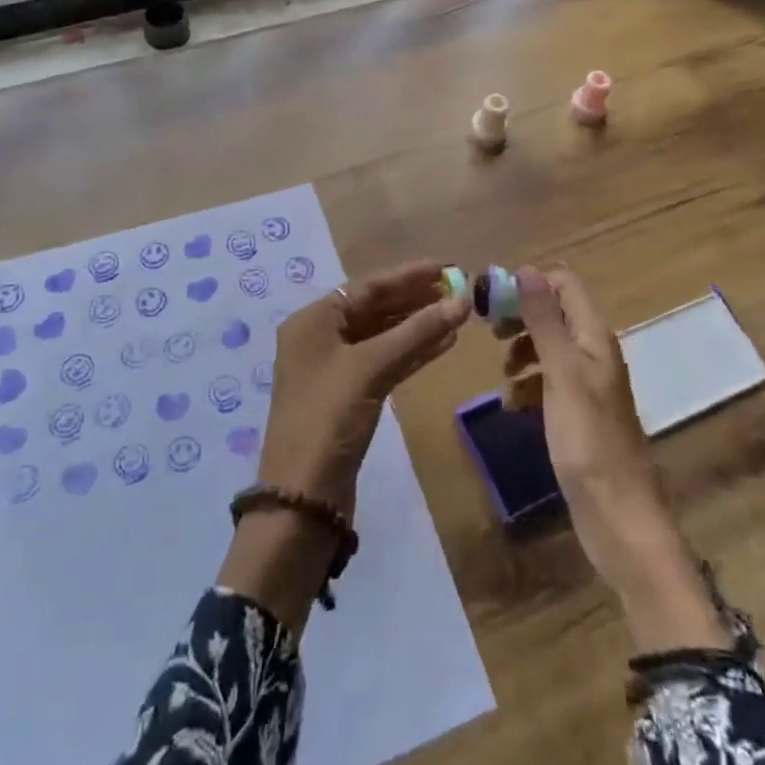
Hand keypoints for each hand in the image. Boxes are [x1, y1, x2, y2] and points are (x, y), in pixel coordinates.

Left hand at [259, 260, 470, 513]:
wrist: (303, 496)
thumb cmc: (328, 418)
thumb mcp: (371, 368)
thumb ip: (416, 332)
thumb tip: (462, 302)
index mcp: (313, 320)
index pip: (367, 286)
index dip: (408, 276)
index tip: (446, 267)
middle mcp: (320, 337)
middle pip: (375, 308)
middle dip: (415, 299)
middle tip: (458, 290)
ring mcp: (334, 368)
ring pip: (383, 336)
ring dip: (418, 326)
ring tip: (458, 315)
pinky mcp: (349, 396)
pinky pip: (385, 362)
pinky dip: (411, 353)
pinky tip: (443, 344)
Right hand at [515, 266, 727, 652]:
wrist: (618, 517)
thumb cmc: (589, 440)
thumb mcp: (562, 374)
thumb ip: (545, 321)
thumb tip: (526, 269)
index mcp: (594, 336)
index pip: (564, 282)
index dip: (529, 282)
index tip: (493, 298)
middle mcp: (593, 352)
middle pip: (553, 312)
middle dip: (520, 317)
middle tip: (489, 332)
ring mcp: (586, 384)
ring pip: (547, 347)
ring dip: (521, 354)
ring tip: (503, 377)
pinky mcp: (577, 413)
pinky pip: (548, 383)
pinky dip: (527, 386)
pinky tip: (513, 406)